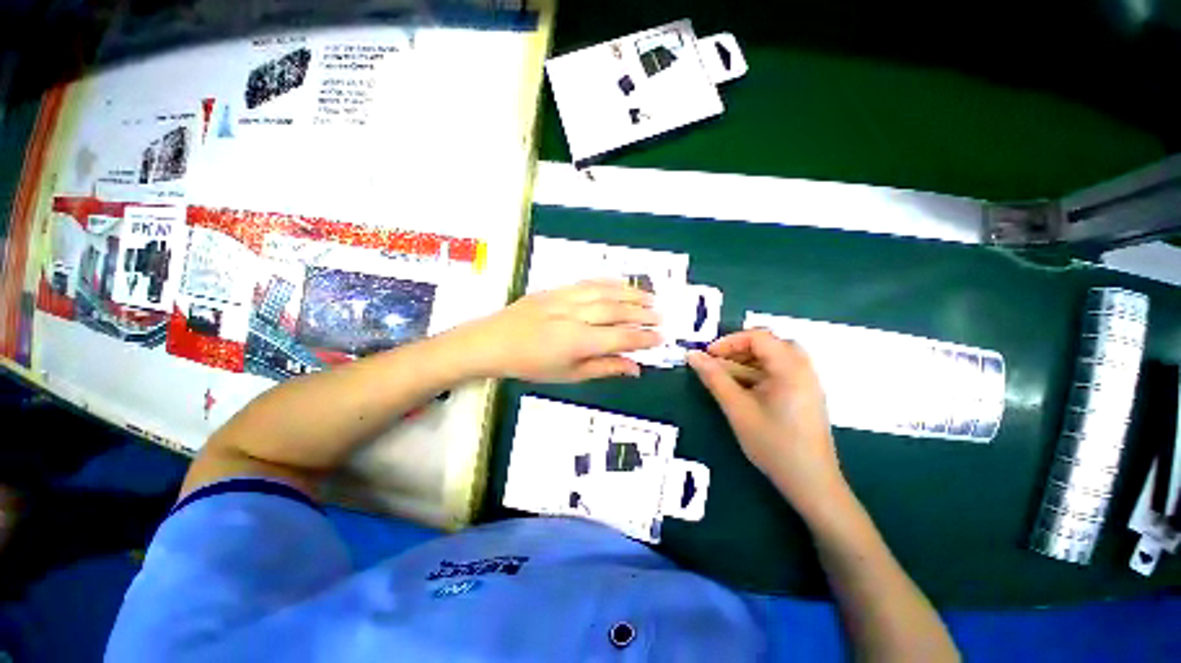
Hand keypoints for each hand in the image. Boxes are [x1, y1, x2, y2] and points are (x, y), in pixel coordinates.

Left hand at [461, 280, 661, 382]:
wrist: (493, 342)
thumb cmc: (530, 365)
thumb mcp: (569, 375)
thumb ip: (604, 368)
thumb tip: (635, 368)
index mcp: (576, 342)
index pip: (620, 337)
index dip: (643, 338)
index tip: (660, 338)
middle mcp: (574, 316)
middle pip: (616, 311)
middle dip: (642, 314)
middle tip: (661, 317)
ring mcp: (565, 299)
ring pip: (605, 293)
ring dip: (631, 294)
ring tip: (651, 298)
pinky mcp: (556, 289)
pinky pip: (588, 282)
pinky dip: (609, 282)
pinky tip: (622, 284)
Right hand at [687, 329, 847, 517]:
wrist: (811, 483)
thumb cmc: (773, 444)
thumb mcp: (737, 409)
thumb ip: (714, 378)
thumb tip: (692, 356)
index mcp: (790, 367)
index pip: (758, 336)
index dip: (729, 342)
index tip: (707, 356)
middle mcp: (802, 368)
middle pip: (766, 344)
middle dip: (736, 351)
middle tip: (716, 364)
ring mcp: (805, 382)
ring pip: (771, 359)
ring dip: (744, 363)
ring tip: (722, 378)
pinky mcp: (802, 394)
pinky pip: (777, 373)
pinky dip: (756, 375)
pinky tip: (740, 389)